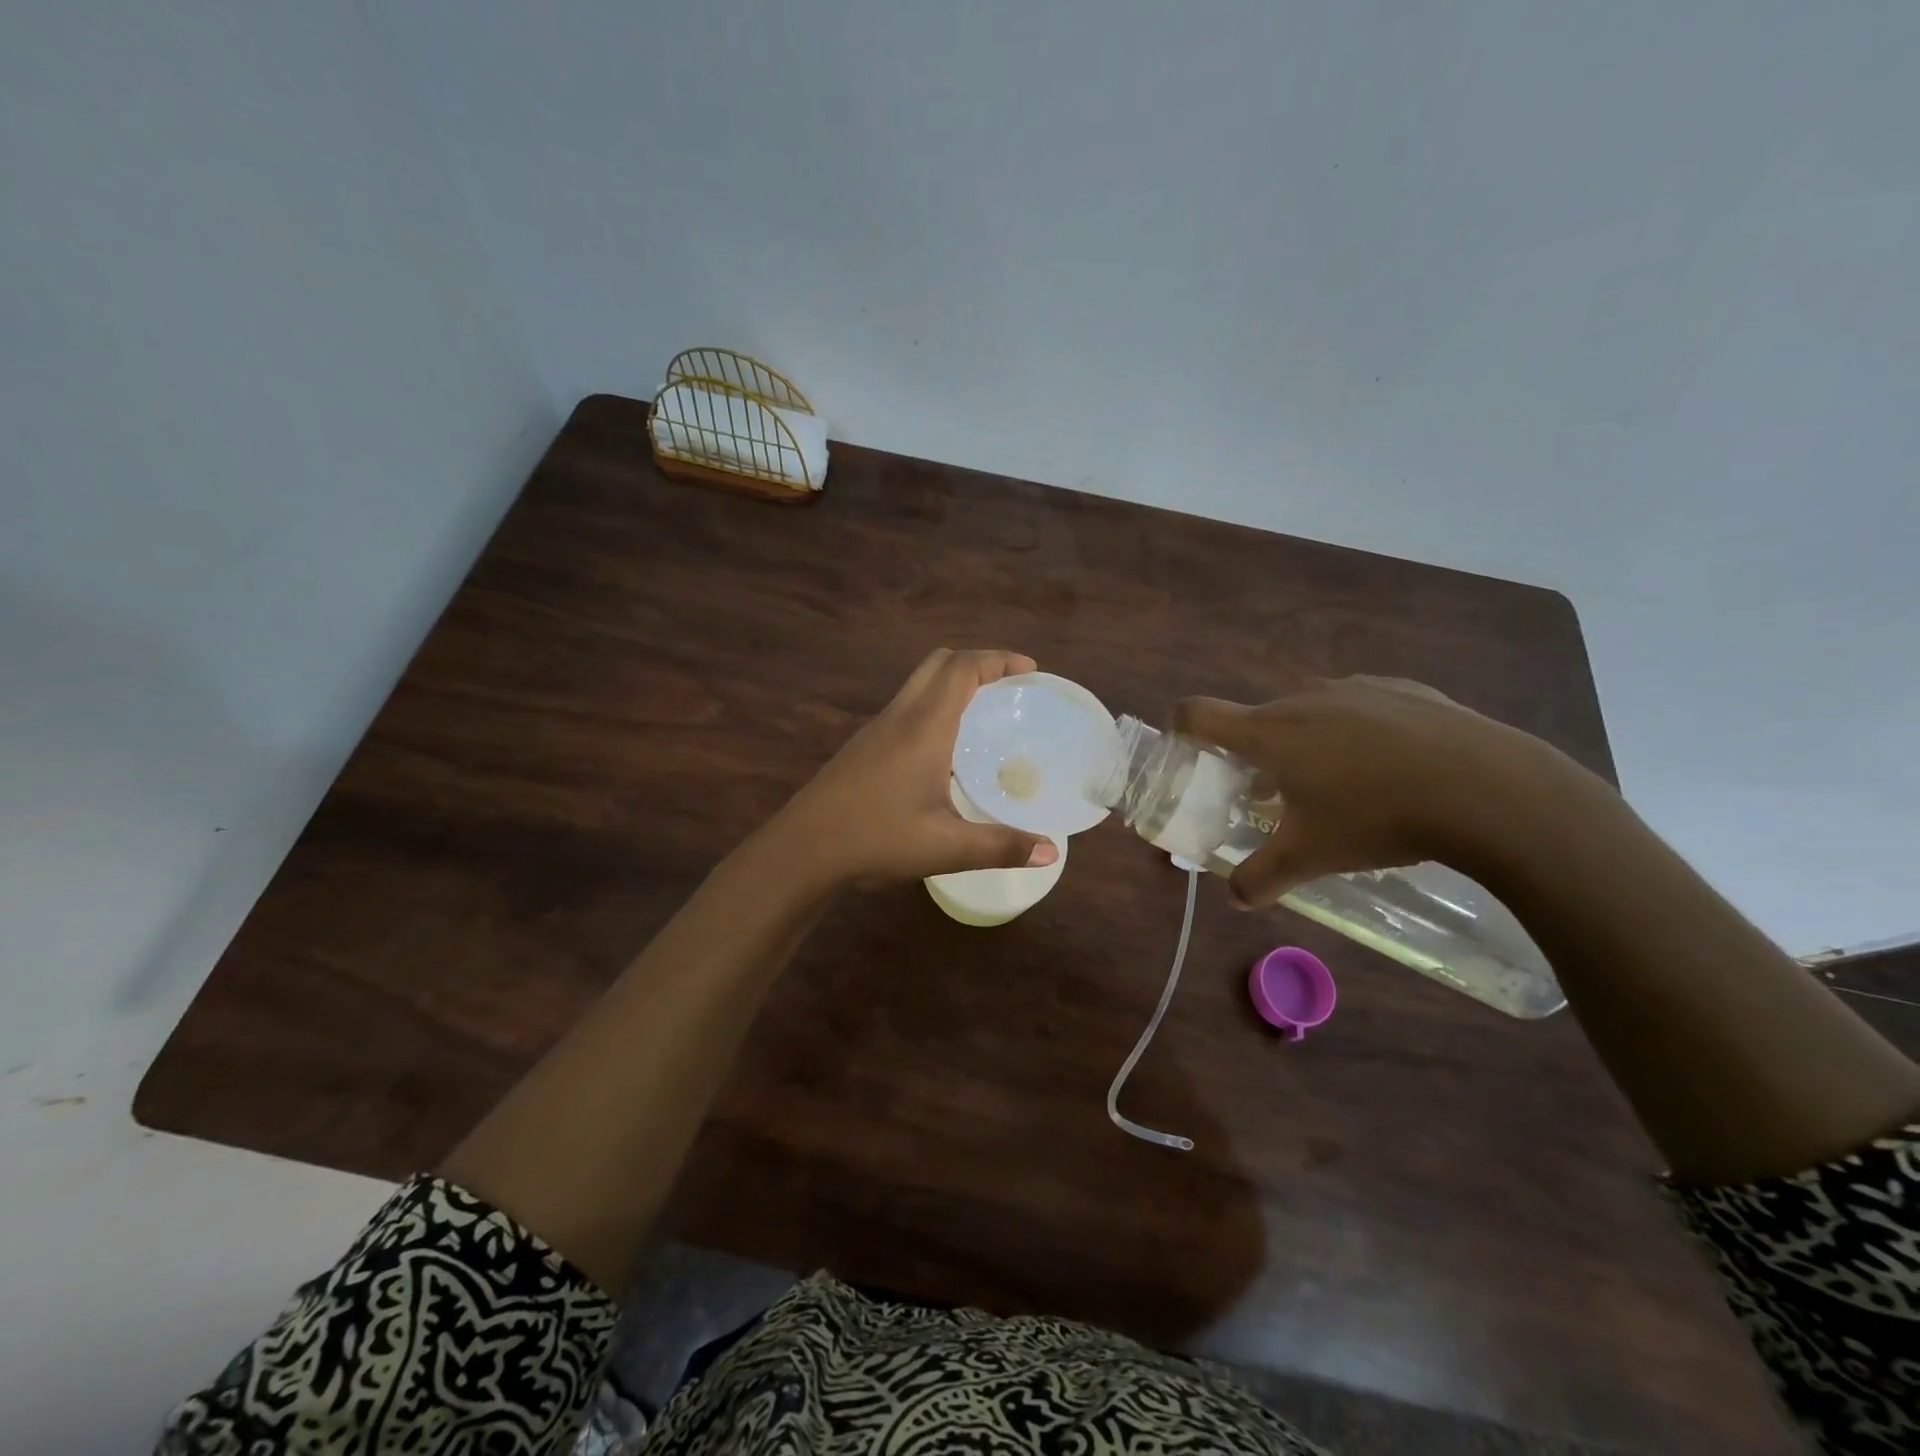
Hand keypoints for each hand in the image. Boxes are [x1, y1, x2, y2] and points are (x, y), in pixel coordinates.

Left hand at [776, 649, 1058, 887]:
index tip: (1030, 670)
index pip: (963, 668)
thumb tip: (1050, 852)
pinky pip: (907, 707)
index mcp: (924, 726)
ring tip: (986, 716)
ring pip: (920, 684)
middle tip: (1010, 688)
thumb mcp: (945, 848)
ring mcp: (877, 729)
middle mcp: (900, 716)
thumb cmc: (876, 838)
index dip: (998, 659)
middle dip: (978, 663)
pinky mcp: (864, 746)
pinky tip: (946, 750)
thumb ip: (1000, 846)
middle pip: (940, 663)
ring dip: (954, 684)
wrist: (803, 848)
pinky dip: (935, 706)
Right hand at [1174, 675, 1586, 907]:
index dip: (1180, 727)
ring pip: (1311, 713)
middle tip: (1275, 794)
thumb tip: (1236, 898)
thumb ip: (1260, 877)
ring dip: (1307, 743)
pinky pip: (1361, 709)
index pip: (1199, 713)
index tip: (1185, 749)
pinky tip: (1393, 770)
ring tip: (1340, 786)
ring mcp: (1357, 688)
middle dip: (1255, 753)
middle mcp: (1304, 698)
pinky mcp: (1405, 690)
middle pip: (1258, 719)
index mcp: (1269, 731)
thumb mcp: (1311, 857)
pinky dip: (1358, 734)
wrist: (1490, 789)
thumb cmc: (1378, 817)